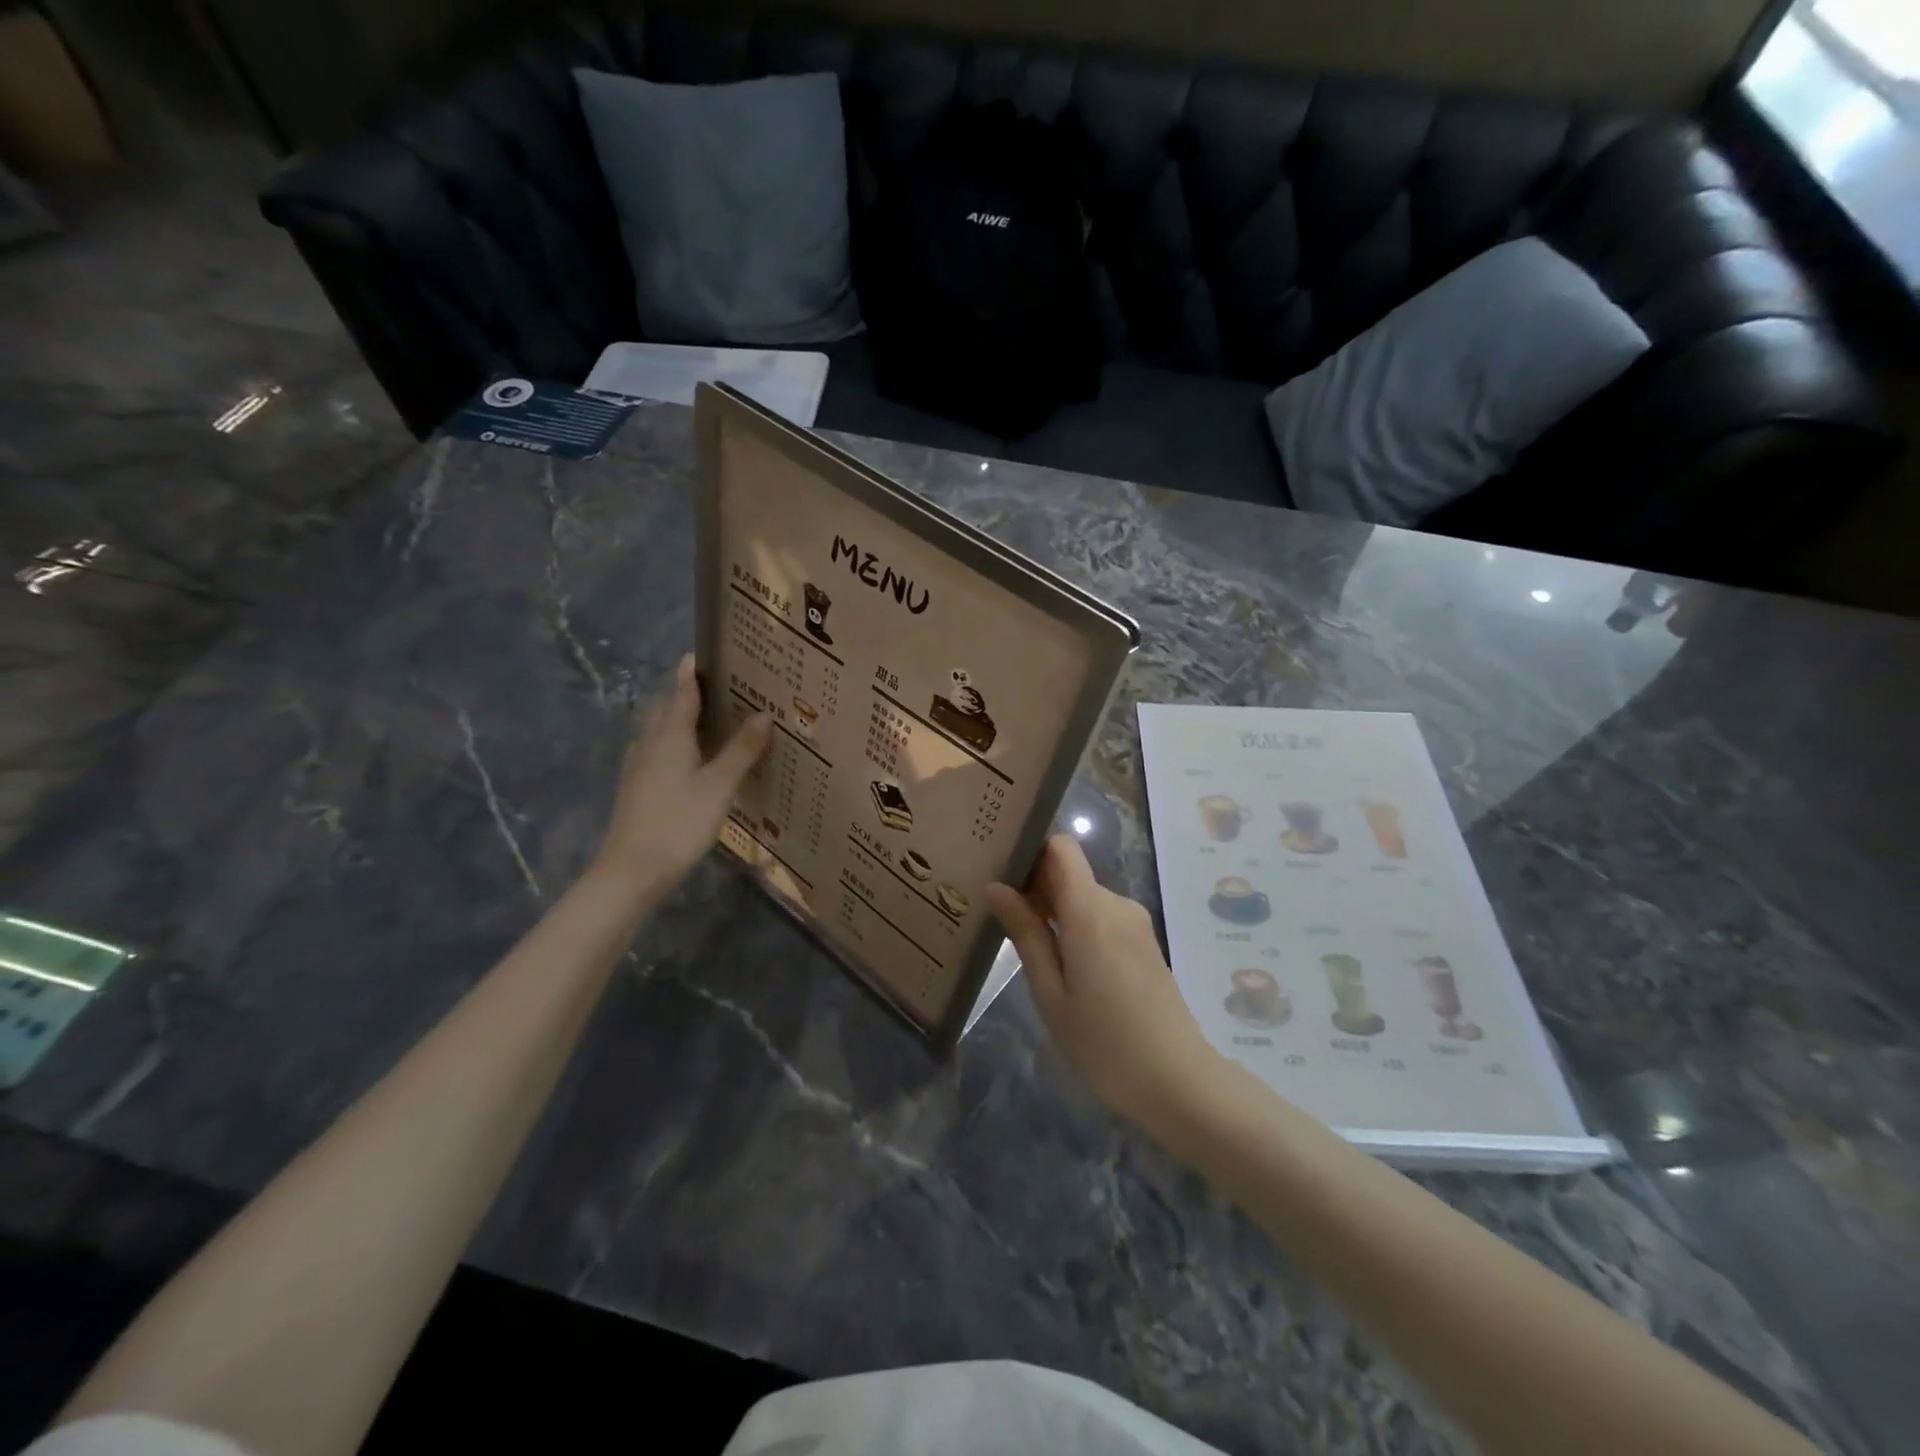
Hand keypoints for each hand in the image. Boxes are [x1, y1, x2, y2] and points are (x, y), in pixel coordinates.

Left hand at [592, 654, 771, 896]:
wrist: (632, 871)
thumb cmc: (679, 822)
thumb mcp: (719, 786)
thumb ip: (741, 750)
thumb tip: (764, 714)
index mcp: (670, 736)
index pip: (682, 693)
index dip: (691, 672)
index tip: (701, 652)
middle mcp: (650, 743)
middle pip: (668, 709)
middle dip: (687, 694)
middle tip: (718, 686)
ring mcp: (639, 767)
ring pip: (661, 731)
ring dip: (682, 719)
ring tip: (711, 719)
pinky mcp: (637, 788)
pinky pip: (659, 752)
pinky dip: (677, 744)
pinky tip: (692, 760)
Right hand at [986, 836, 1223, 1131]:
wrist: (1178, 1081)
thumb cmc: (1103, 1043)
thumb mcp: (1051, 992)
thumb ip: (1025, 933)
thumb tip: (996, 886)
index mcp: (1090, 910)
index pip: (1061, 847)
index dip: (1031, 852)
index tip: (1002, 876)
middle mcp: (1116, 904)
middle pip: (1069, 872)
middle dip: (1035, 887)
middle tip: (1000, 920)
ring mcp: (1134, 922)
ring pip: (1083, 896)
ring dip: (1055, 911)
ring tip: (1026, 948)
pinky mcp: (1143, 942)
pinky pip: (1101, 917)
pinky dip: (1076, 927)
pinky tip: (1063, 965)